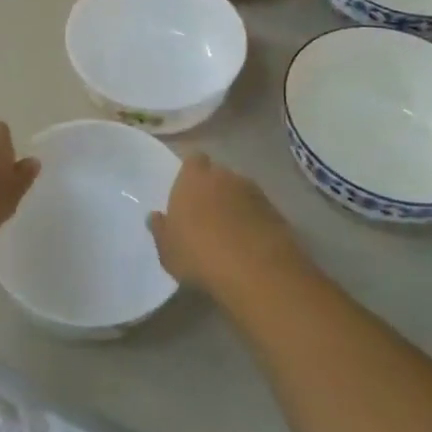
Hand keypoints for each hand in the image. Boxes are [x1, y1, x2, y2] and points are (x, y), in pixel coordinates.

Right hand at [148, 152, 305, 296]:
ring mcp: (253, 192)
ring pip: (240, 191)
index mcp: (193, 179)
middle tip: (207, 215)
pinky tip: (250, 244)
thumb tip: (155, 216)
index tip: (187, 192)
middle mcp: (224, 176)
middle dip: (214, 189)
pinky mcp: (275, 211)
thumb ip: (160, 230)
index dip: (191, 174)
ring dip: (235, 204)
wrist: (255, 271)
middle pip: (218, 174)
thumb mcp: (168, 250)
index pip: (193, 160)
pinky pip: (258, 210)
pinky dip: (254, 220)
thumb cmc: (199, 256)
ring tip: (230, 232)